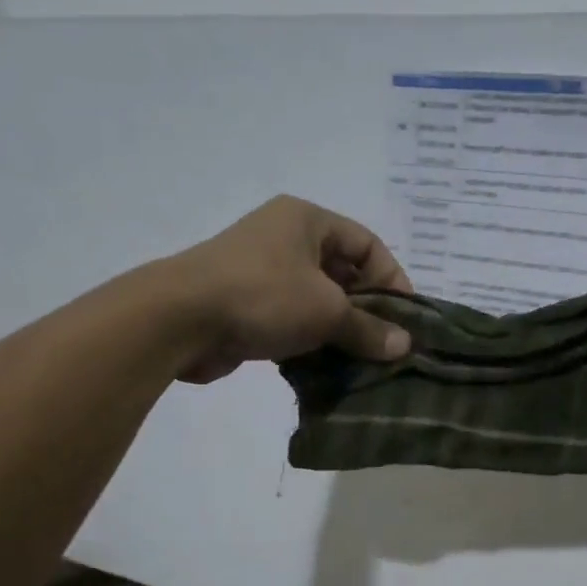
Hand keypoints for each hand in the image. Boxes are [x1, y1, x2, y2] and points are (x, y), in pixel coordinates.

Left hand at [165, 196, 413, 384]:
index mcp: (306, 219)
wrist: (180, 319)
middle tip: (386, 343)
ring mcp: (262, 271)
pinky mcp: (246, 303)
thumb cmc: (263, 296)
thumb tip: (405, 347)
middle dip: (367, 308)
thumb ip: (368, 328)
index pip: (367, 244)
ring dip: (340, 328)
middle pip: (343, 271)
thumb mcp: (326, 310)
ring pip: (317, 299)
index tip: (406, 319)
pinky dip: (311, 339)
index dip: (392, 279)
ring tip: (362, 359)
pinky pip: (292, 318)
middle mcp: (285, 238)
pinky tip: (328, 366)